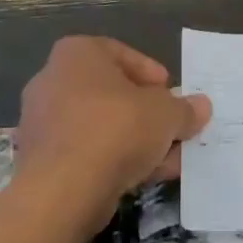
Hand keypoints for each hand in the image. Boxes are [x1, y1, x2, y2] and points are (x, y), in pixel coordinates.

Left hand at [16, 36, 210, 231]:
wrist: (64, 189)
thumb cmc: (116, 129)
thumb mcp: (166, 115)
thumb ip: (184, 109)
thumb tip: (201, 106)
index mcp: (76, 54)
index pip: (119, 53)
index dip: (150, 73)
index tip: (170, 91)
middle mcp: (52, 80)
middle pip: (110, 92)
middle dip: (146, 112)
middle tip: (172, 127)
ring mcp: (42, 121)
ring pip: (100, 125)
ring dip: (135, 140)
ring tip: (169, 159)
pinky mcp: (41, 158)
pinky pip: (86, 151)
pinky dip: (113, 159)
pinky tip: (144, 177)